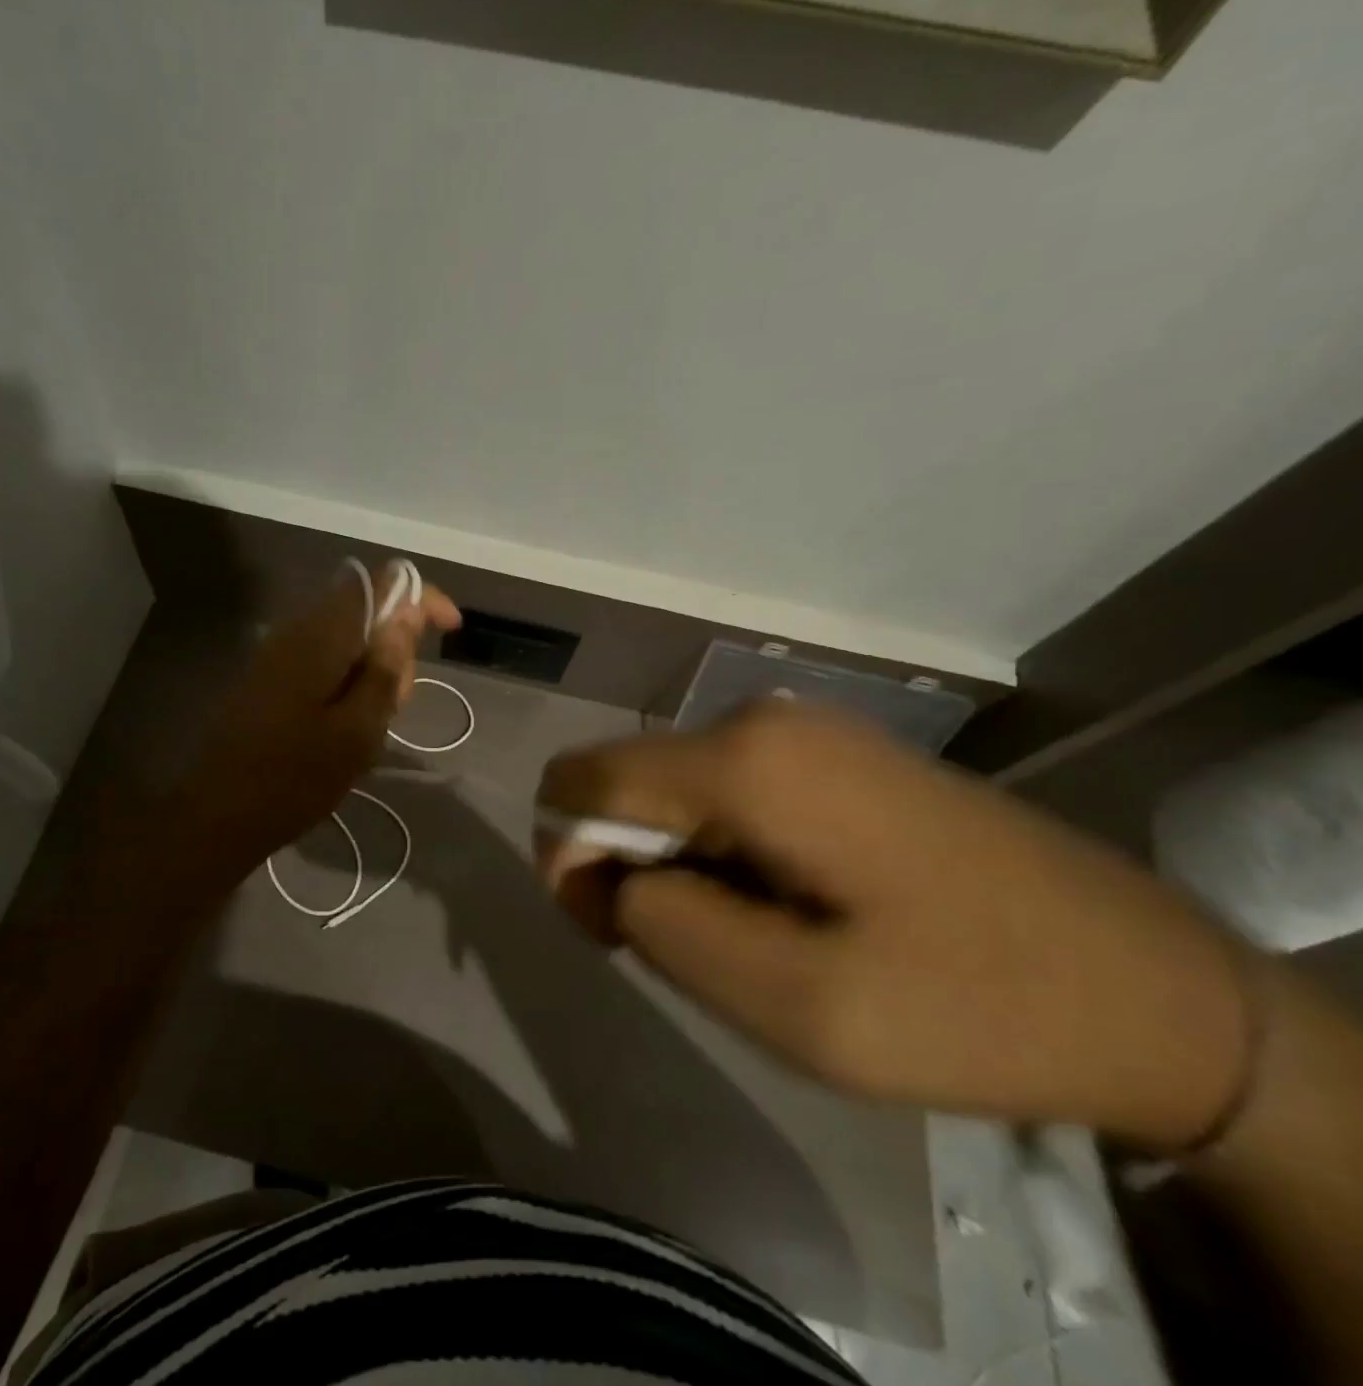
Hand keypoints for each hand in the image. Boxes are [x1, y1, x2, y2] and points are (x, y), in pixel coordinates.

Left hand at [181, 561, 460, 879]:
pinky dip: (346, 677)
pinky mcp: (268, 674)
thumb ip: (386, 668)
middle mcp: (297, 629)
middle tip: (401, 701)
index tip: (450, 628)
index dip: (421, 597)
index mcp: (322, 636)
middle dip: (396, 643)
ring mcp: (277, 651)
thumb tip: (408, 613)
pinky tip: (346, 722)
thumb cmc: (295, 778)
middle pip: (364, 608)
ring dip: (372, 665)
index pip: (381, 583)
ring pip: (345, 636)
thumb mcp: (358, 731)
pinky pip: (322, 657)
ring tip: (375, 720)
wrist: (217, 814)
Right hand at [536, 701, 1251, 1151]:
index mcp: (746, 762)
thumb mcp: (794, 1006)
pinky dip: (724, 854)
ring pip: (676, 794)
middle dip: (633, 869)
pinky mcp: (831, 754)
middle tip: (706, 956)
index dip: (569, 856)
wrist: (1157, 991)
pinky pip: (727, 795)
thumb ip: (662, 926)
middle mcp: (761, 721)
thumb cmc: (971, 1004)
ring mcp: (802, 731)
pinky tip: (792, 908)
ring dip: (684, 869)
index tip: (614, 934)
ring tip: (762, 942)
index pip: (581, 780)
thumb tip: (600, 873)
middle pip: (628, 785)